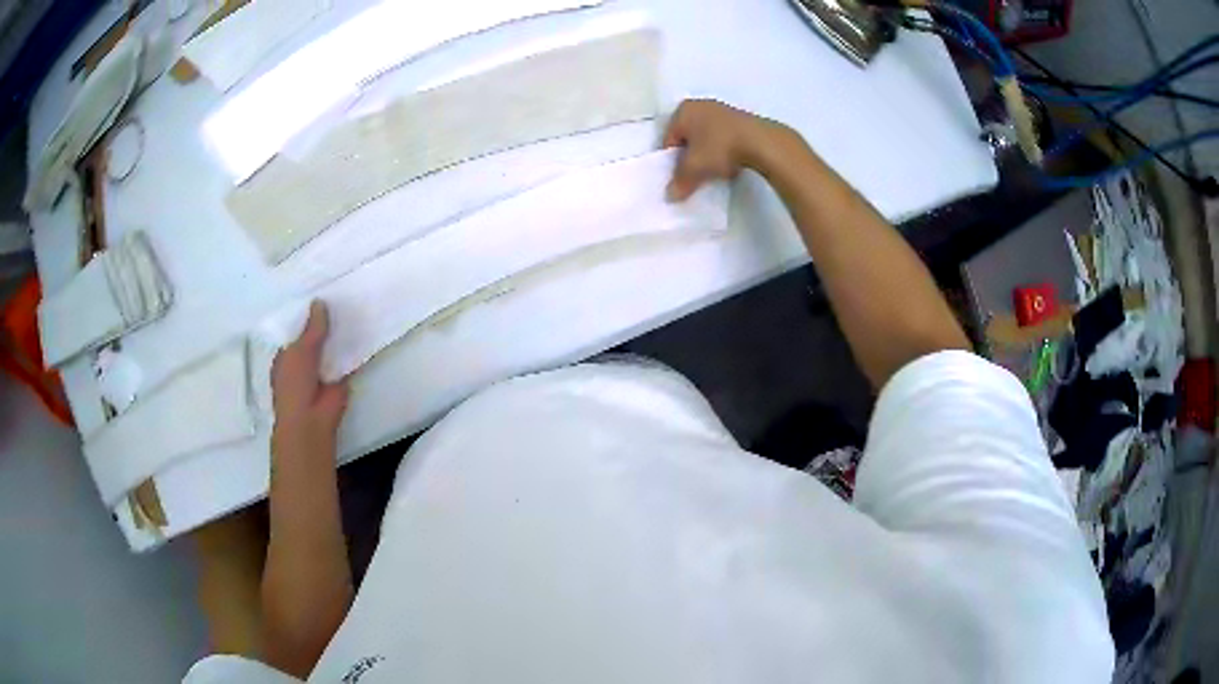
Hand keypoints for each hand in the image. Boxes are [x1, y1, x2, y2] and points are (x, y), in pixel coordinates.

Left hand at [271, 301, 348, 454]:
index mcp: (287, 356)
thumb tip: (320, 302)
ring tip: (355, 308)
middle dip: (326, 324)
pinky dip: (354, 350)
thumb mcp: (300, 350)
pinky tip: (365, 330)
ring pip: (332, 348)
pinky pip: (347, 361)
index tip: (321, 297)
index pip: (297, 331)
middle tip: (342, 297)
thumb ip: (313, 328)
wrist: (311, 419)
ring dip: (341, 335)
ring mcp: (321, 372)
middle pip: (316, 338)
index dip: (308, 316)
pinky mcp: (340, 380)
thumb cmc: (295, 384)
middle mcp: (303, 363)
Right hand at [662, 99, 790, 200]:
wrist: (762, 143)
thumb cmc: (719, 148)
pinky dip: (724, 150)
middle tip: (696, 175)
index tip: (680, 177)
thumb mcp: (694, 168)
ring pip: (707, 137)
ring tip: (715, 170)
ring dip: (708, 154)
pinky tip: (731, 163)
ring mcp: (723, 109)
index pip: (669, 139)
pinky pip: (724, 137)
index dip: (672, 161)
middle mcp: (700, 104)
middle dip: (690, 156)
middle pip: (688, 137)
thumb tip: (671, 195)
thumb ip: (679, 181)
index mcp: (683, 110)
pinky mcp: (742, 118)